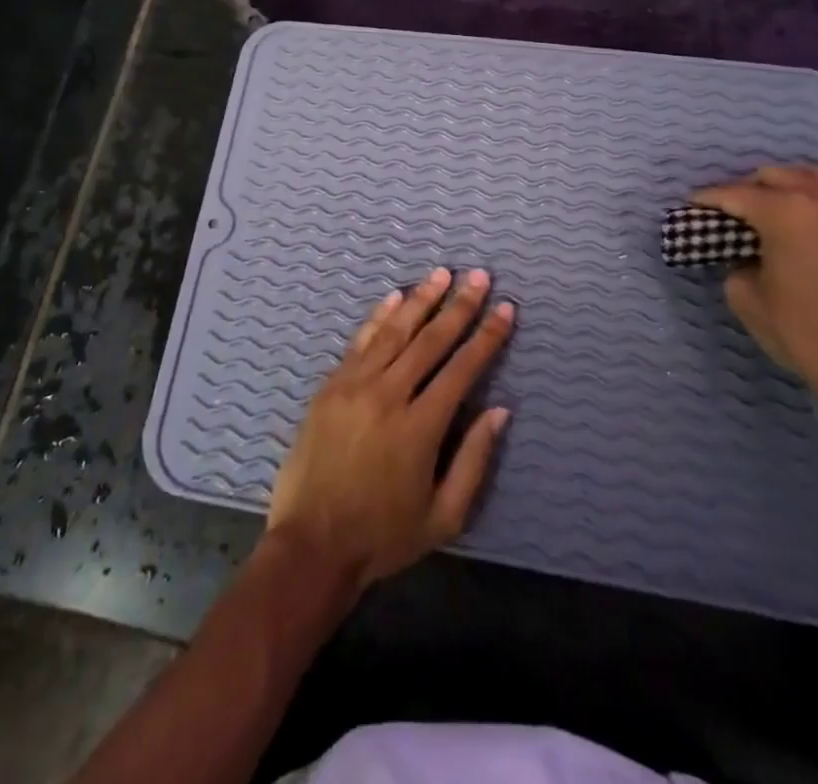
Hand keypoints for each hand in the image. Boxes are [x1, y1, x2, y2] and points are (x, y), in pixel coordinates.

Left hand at [267, 267, 514, 593]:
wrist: (312, 544)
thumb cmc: (383, 535)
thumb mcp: (443, 516)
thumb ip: (473, 460)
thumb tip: (500, 411)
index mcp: (420, 427)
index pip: (462, 369)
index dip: (487, 337)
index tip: (506, 308)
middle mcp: (388, 395)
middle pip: (430, 340)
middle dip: (459, 306)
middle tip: (479, 277)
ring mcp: (354, 385)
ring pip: (394, 332)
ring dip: (421, 300)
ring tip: (443, 274)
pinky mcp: (330, 385)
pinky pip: (360, 341)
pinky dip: (379, 316)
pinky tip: (395, 297)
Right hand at [692, 166, 817, 439]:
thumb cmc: (804, 334)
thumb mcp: (747, 299)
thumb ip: (736, 263)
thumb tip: (744, 253)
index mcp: (787, 214)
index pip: (736, 195)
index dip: (708, 199)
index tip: (691, 206)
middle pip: (775, 177)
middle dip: (746, 189)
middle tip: (729, 213)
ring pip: (812, 178)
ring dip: (784, 187)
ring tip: (768, 209)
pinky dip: (814, 199)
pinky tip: (803, 222)